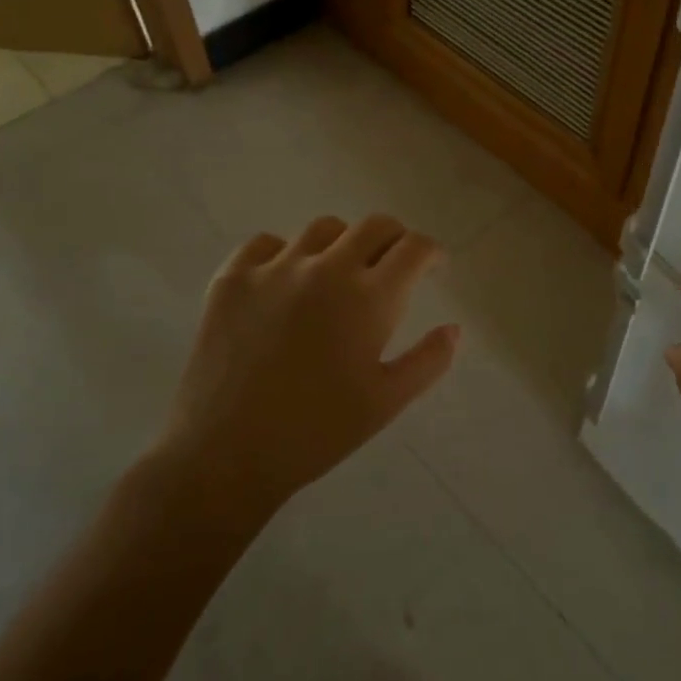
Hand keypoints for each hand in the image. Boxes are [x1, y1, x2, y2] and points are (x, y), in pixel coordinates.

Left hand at [161, 215, 460, 517]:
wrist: (226, 455)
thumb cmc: (318, 432)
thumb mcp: (387, 402)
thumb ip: (428, 360)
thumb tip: (454, 328)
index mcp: (369, 298)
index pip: (413, 248)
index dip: (431, 252)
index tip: (432, 267)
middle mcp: (324, 269)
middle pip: (373, 225)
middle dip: (394, 239)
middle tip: (393, 265)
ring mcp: (274, 268)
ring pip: (322, 230)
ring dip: (342, 244)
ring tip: (338, 274)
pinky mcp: (232, 279)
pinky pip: (265, 244)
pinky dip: (284, 254)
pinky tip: (285, 283)